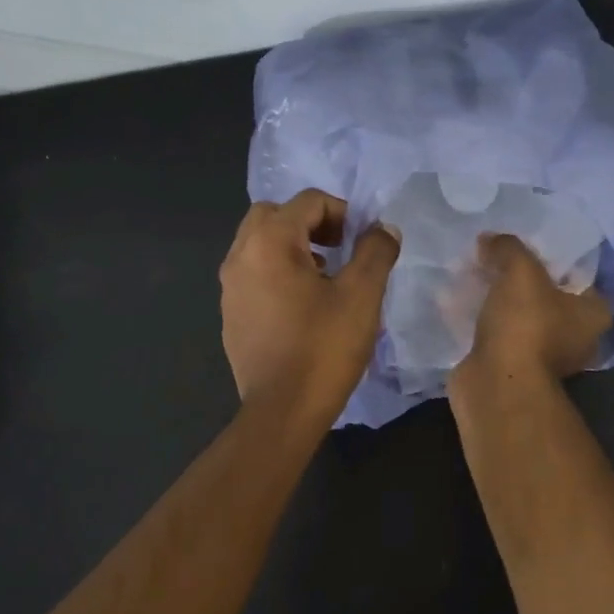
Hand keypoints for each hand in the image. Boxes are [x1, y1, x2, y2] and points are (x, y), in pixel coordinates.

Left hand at [220, 190, 400, 421]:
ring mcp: (229, 288)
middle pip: (274, 215)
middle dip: (310, 223)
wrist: (282, 411)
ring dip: (292, 247)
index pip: (308, 201)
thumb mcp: (362, 295)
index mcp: (269, 242)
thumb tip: (383, 229)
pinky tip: (303, 307)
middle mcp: (240, 256)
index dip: (343, 212)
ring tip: (326, 276)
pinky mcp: (230, 315)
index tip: (364, 240)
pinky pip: (253, 275)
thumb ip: (375, 251)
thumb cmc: (323, 348)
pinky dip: (277, 273)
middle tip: (340, 248)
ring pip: (259, 244)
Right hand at [454, 233, 612, 394]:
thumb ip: (508, 248)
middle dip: (515, 279)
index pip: (575, 275)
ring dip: (494, 300)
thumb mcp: (520, 271)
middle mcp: (574, 338)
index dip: (549, 258)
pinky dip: (477, 319)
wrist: (496, 384)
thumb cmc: (525, 324)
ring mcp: (541, 357)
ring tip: (468, 274)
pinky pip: (494, 333)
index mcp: (592, 314)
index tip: (522, 247)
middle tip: (490, 256)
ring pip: (516, 316)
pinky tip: (454, 301)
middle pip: (543, 296)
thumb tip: (489, 240)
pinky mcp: (510, 368)